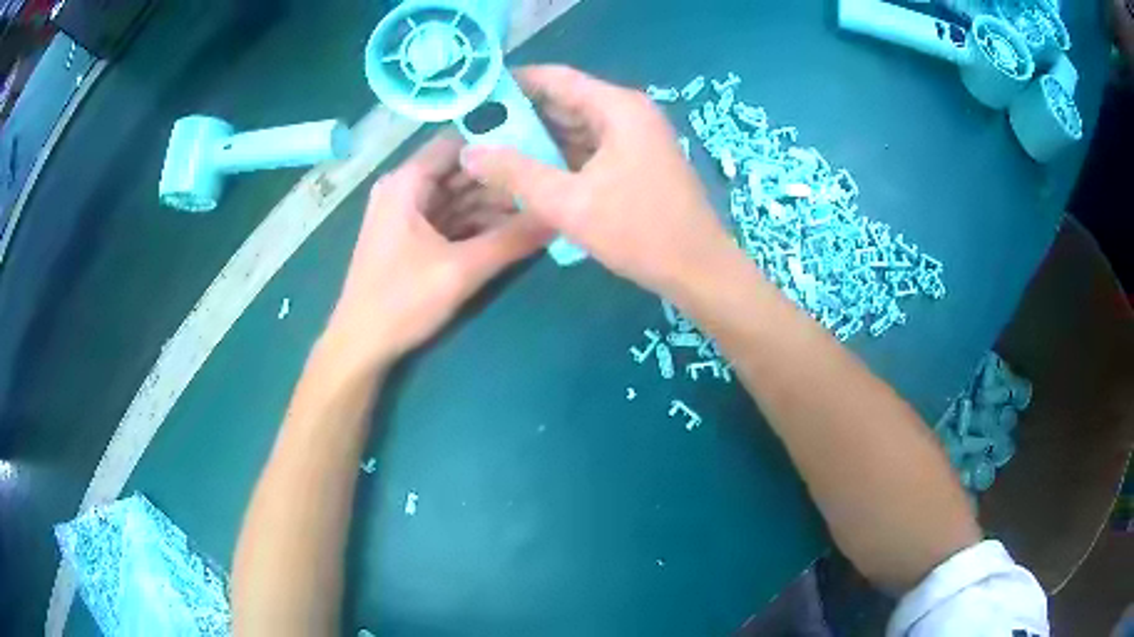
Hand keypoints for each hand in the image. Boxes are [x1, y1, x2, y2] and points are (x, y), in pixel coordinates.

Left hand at [324, 132, 550, 371]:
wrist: (360, 346)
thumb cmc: (401, 302)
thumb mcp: (461, 270)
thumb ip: (512, 241)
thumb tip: (559, 217)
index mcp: (406, 183)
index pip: (457, 142)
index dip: (495, 144)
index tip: (536, 153)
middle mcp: (402, 188)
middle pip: (458, 170)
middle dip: (498, 180)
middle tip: (543, 187)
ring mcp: (404, 213)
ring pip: (455, 196)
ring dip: (490, 205)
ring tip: (534, 214)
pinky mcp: (408, 236)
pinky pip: (447, 218)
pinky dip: (474, 224)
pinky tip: (506, 233)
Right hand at [459, 65, 738, 298]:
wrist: (698, 270)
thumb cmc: (639, 231)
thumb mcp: (569, 203)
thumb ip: (515, 174)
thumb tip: (468, 153)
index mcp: (617, 107)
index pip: (556, 78)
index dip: (513, 83)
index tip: (475, 96)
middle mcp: (628, 112)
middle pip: (566, 100)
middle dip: (521, 114)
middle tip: (475, 130)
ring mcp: (636, 136)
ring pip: (577, 126)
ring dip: (539, 138)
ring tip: (493, 150)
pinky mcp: (637, 160)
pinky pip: (591, 147)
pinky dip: (561, 155)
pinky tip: (531, 170)